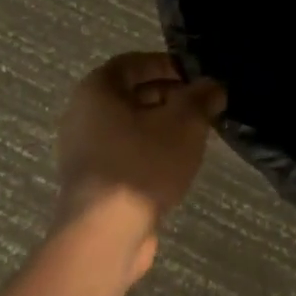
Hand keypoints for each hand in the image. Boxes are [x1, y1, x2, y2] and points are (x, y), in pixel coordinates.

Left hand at [54, 53, 225, 273]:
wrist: (105, 233)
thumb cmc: (142, 164)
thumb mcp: (183, 123)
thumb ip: (200, 98)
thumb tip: (212, 86)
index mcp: (97, 89)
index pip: (133, 62)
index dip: (167, 64)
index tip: (197, 77)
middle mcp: (82, 113)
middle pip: (130, 94)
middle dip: (168, 97)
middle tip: (202, 108)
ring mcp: (83, 149)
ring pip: (128, 126)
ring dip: (160, 127)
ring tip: (194, 137)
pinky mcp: (91, 179)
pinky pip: (124, 152)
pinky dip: (148, 151)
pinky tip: (174, 166)